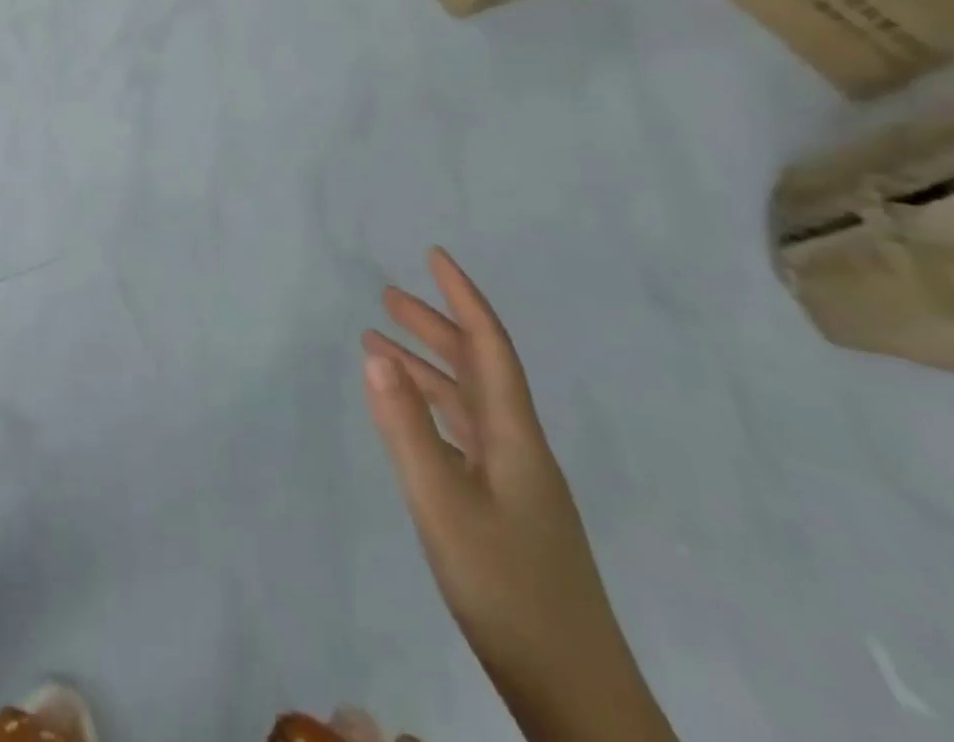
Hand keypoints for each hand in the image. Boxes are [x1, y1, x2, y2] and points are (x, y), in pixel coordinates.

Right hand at [361, 249, 674, 741]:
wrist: (577, 698)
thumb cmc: (508, 591)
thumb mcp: (442, 504)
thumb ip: (406, 427)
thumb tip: (376, 352)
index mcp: (514, 437)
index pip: (489, 346)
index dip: (462, 297)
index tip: (434, 256)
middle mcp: (518, 448)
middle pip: (477, 368)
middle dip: (435, 325)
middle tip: (387, 297)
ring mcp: (515, 483)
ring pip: (468, 404)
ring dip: (427, 368)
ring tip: (380, 345)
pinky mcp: (506, 513)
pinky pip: (463, 437)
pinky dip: (431, 411)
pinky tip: (408, 418)